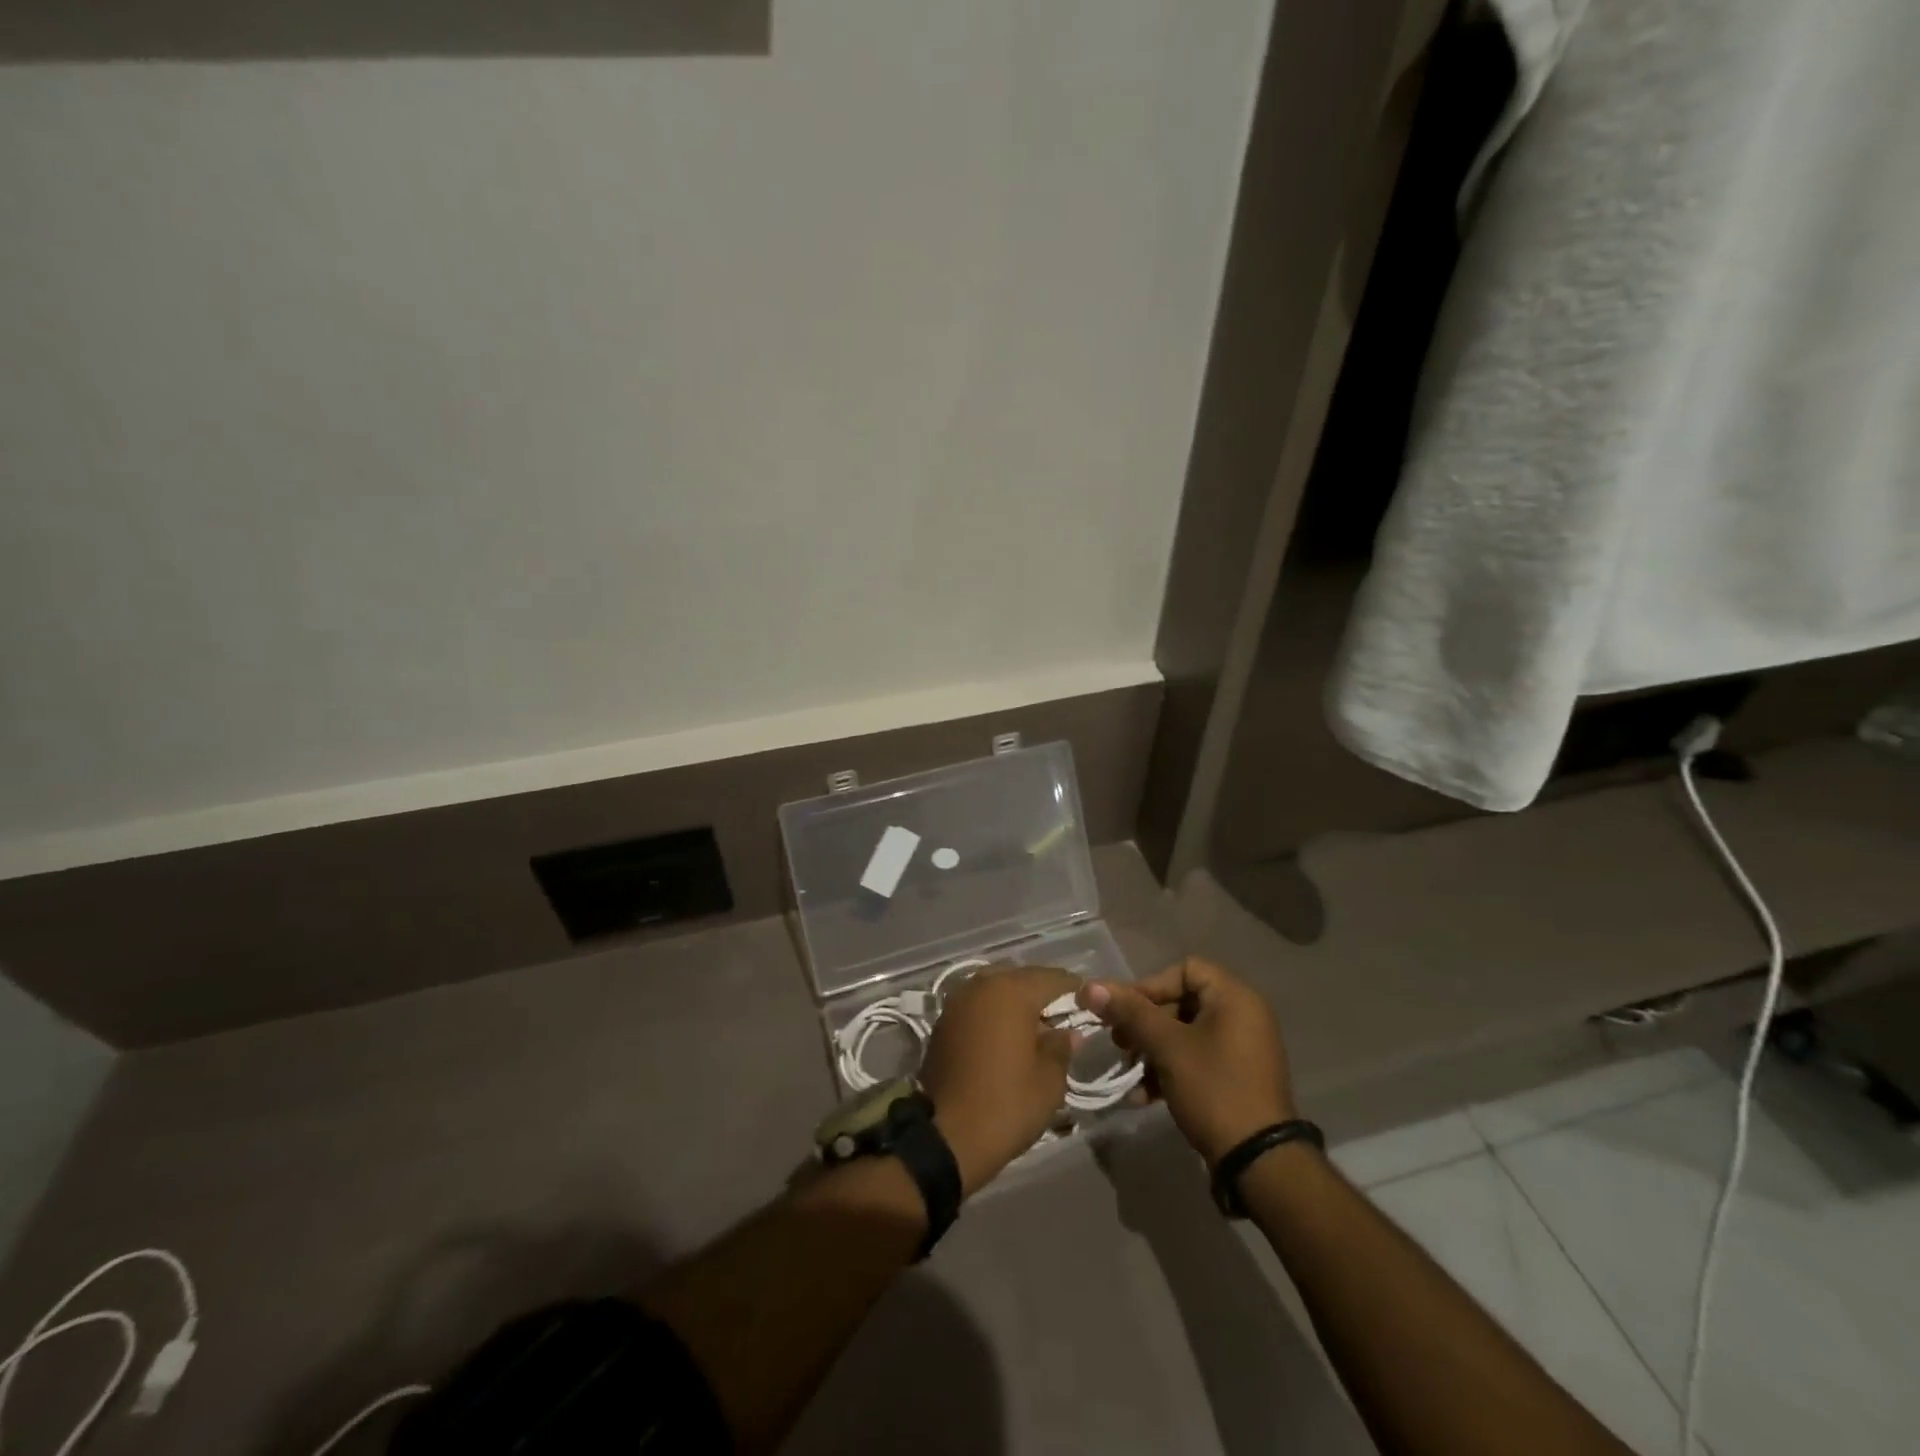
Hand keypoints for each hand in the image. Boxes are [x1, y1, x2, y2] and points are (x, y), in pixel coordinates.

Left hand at [919, 964, 1078, 1194]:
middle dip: (1043, 994)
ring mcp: (958, 1001)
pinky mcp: (944, 1021)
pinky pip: (978, 1006)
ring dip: (1016, 1002)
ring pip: (997, 989)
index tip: (1089, 1007)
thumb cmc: (1007, 1104)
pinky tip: (1005, 1038)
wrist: (947, 1135)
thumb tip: (1068, 1032)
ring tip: (1034, 1029)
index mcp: (1012, 991)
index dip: (1074, 991)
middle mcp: (982, 985)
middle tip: (1062, 1019)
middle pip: (1021, 978)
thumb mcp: (1049, 1080)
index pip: (1052, 979)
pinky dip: (994, 1014)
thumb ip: (1062, 1047)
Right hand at [1078, 957, 1296, 1165]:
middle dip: (1144, 1022)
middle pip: (1181, 1001)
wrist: (1260, 1163)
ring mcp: (1240, 1049)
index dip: (1150, 985)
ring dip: (1151, 1048)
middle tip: (1119, 1042)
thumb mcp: (1168, 1047)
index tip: (1124, 1011)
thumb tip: (1090, 986)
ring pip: (1184, 1033)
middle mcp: (1242, 1016)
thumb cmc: (1214, 1089)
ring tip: (1128, 1070)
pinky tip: (1143, 1095)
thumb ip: (1130, 1013)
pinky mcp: (1235, 1078)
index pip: (1185, 969)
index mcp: (1235, 998)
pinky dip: (1169, 1069)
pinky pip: (1195, 1059)